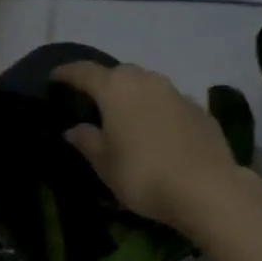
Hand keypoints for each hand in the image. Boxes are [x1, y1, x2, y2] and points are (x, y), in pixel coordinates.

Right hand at [52, 62, 241, 228]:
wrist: (206, 188)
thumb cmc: (143, 175)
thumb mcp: (106, 164)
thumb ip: (87, 141)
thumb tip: (74, 128)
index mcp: (116, 89)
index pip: (84, 72)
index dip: (67, 73)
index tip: (55, 78)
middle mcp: (147, 81)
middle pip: (119, 75)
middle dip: (104, 84)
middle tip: (94, 103)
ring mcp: (178, 93)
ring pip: (148, 86)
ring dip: (134, 97)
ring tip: (127, 119)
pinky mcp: (200, 110)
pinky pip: (170, 104)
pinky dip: (158, 112)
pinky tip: (158, 134)